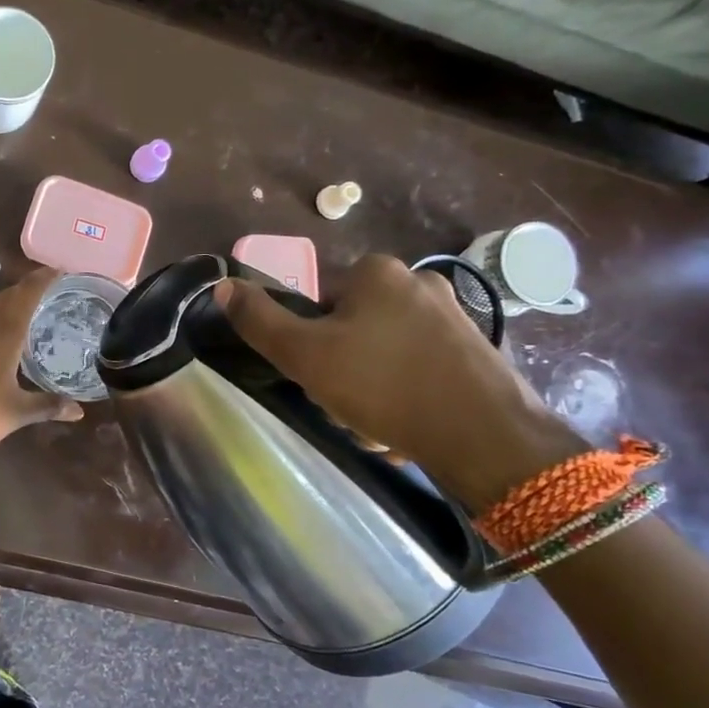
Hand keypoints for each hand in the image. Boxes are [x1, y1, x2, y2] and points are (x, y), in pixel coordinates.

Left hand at [0, 268, 84, 449]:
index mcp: (4, 333)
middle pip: (6, 297)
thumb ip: (49, 406)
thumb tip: (79, 412)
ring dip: (7, 304)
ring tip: (25, 310)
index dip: (42, 279)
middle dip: (26, 288)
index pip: (26, 294)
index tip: (58, 269)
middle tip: (46, 288)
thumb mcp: (18, 411)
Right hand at [220, 255, 584, 509]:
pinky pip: (420, 366)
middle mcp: (418, 280)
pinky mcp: (476, 349)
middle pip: (352, 324)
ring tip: (376, 421)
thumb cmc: (383, 386)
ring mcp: (454, 314)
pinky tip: (407, 423)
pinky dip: (406, 391)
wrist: (484, 436)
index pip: (318, 300)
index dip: (309, 340)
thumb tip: (223, 286)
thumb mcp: (305, 355)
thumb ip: (260, 320)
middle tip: (344, 402)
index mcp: (376, 271)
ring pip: (385, 348)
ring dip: (372, 382)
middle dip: (341, 364)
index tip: (317, 375)